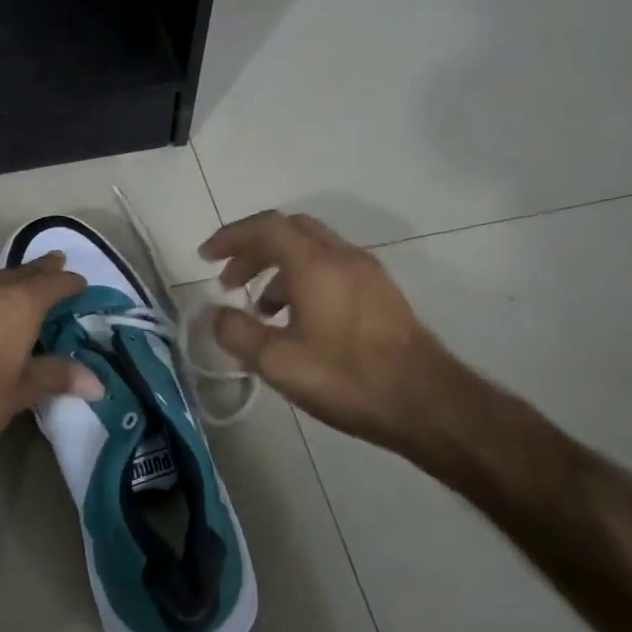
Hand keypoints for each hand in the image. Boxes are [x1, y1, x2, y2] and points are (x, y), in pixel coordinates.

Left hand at [0, 253, 100, 500]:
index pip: (52, 284)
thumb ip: (55, 378)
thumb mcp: (18, 393)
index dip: (69, 283)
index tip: (80, 282)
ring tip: (15, 289)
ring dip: (4, 284)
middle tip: (55, 265)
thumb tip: (97, 382)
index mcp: (16, 304)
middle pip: (18, 274)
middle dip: (39, 271)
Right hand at [198, 211, 465, 462]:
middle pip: (290, 231)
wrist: (426, 403)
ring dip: (278, 268)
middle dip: (253, 250)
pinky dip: (303, 280)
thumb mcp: (279, 363)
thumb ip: (238, 334)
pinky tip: (298, 322)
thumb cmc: (348, 378)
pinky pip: (332, 269)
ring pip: (313, 251)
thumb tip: (217, 315)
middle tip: (229, 282)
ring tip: (260, 309)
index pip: (265, 228)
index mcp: (315, 264)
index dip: (230, 237)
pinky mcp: (381, 295)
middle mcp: (343, 257)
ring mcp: (368, 274)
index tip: (205, 257)